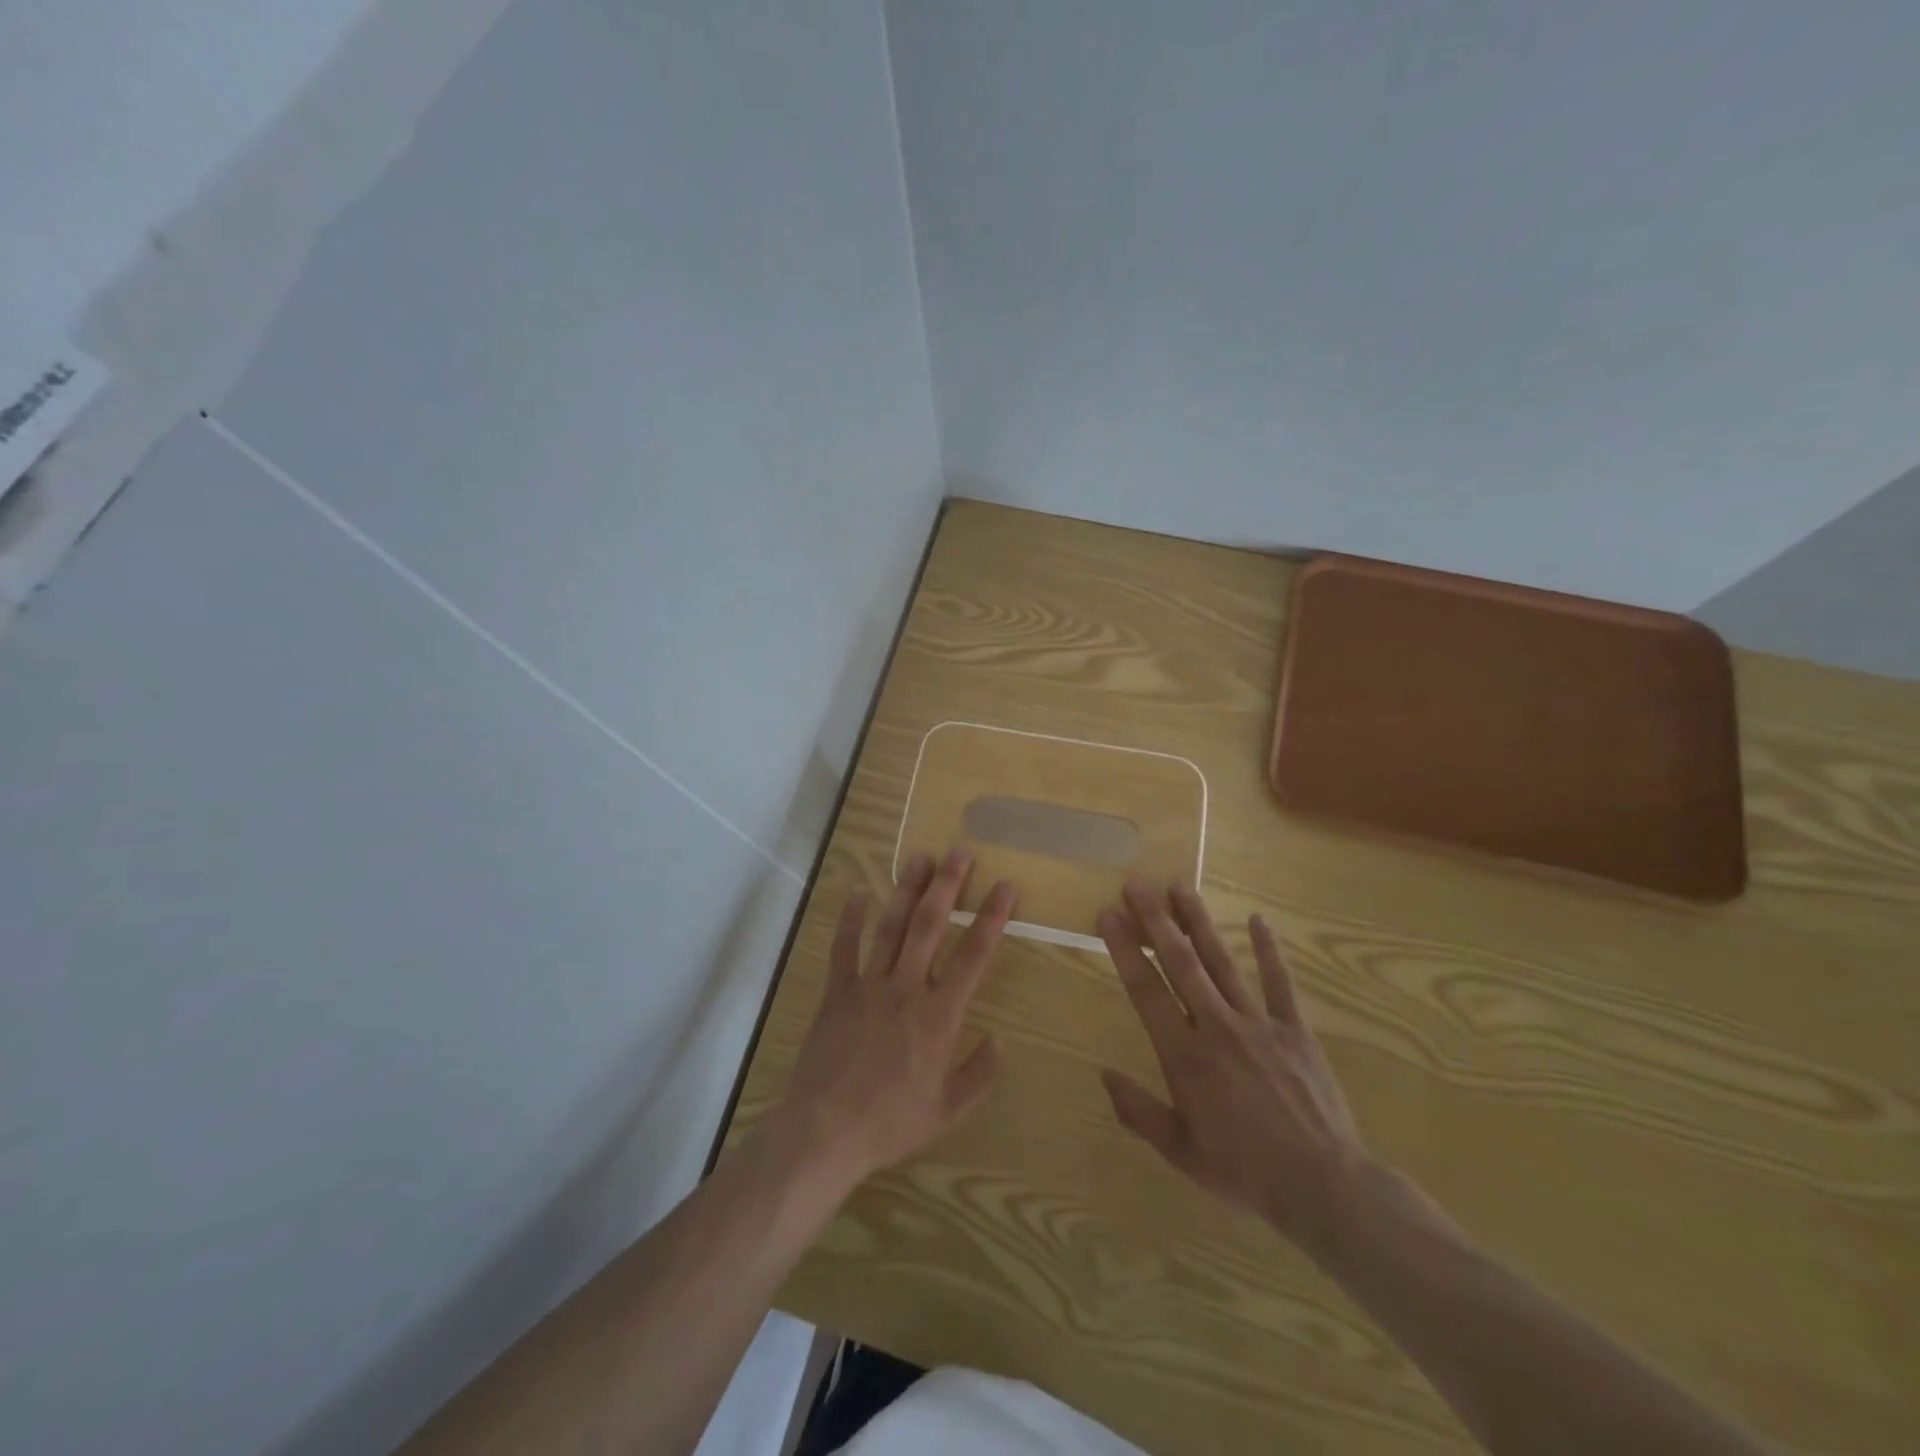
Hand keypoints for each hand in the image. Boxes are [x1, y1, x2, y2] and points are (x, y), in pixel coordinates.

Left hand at [775, 849, 1017, 1187]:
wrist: (825, 1131)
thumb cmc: (891, 1122)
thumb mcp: (949, 1109)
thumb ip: (980, 1073)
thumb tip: (999, 1039)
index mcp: (939, 1015)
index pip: (973, 955)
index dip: (992, 917)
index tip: (1005, 887)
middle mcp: (906, 988)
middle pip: (930, 925)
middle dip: (947, 885)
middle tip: (959, 852)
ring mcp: (868, 985)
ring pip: (891, 926)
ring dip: (907, 890)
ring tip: (920, 857)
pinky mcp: (837, 992)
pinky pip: (844, 947)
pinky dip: (850, 918)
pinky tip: (858, 892)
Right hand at [1096, 881, 1369, 1257]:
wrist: (1323, 1186)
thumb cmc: (1244, 1171)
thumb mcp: (1180, 1151)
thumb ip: (1138, 1110)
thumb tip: (1104, 1074)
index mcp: (1184, 1054)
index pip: (1145, 988)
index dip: (1124, 947)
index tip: (1107, 913)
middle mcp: (1216, 1025)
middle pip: (1180, 962)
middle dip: (1155, 919)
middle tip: (1137, 883)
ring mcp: (1258, 1023)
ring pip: (1222, 961)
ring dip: (1198, 921)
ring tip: (1180, 885)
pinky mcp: (1295, 1029)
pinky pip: (1280, 983)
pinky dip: (1269, 950)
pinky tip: (1258, 919)